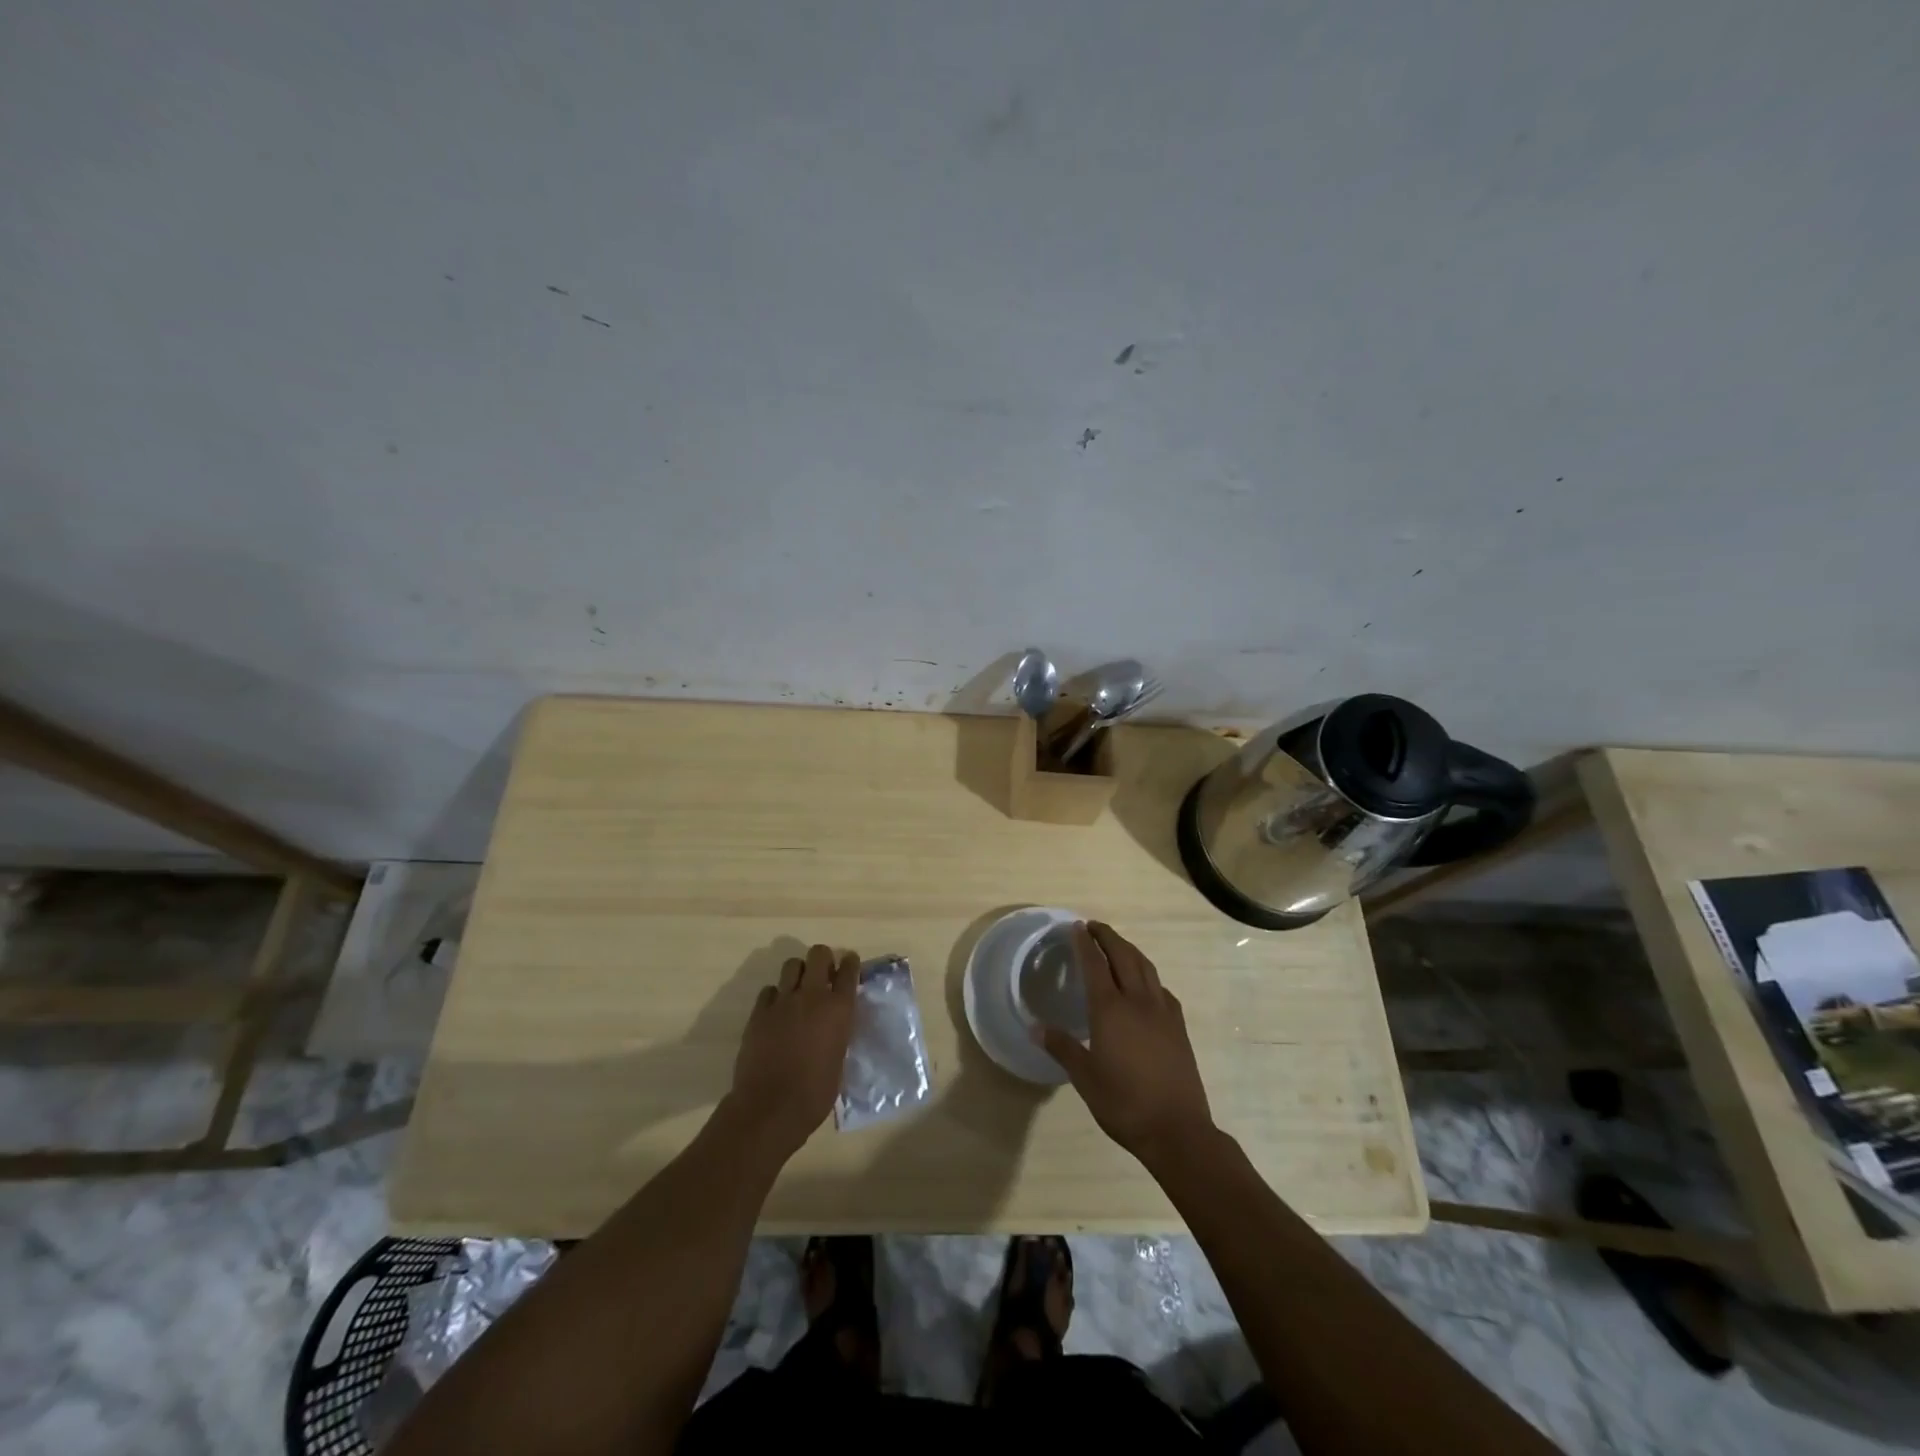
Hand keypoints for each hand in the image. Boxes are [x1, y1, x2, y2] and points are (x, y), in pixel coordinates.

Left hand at [726, 944, 858, 1159]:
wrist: (770, 1108)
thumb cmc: (815, 1093)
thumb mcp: (839, 1059)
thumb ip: (838, 1032)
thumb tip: (834, 1024)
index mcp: (839, 1009)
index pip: (849, 970)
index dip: (850, 963)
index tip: (849, 965)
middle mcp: (812, 996)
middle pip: (819, 954)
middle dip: (823, 959)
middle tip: (823, 975)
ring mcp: (783, 1001)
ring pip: (792, 965)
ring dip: (799, 973)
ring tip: (799, 990)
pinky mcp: (759, 1012)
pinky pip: (769, 990)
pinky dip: (776, 996)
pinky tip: (777, 1012)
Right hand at [1038, 922, 1215, 1166]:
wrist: (1177, 1130)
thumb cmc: (1124, 1103)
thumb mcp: (1085, 1078)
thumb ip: (1062, 1047)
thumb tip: (1035, 1027)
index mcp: (1111, 1010)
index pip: (1095, 965)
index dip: (1084, 943)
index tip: (1076, 926)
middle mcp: (1138, 1001)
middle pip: (1123, 956)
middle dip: (1108, 937)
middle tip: (1093, 926)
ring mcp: (1162, 1012)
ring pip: (1146, 967)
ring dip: (1129, 950)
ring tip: (1116, 945)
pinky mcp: (1178, 1026)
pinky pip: (1161, 988)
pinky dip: (1148, 975)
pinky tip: (1145, 985)